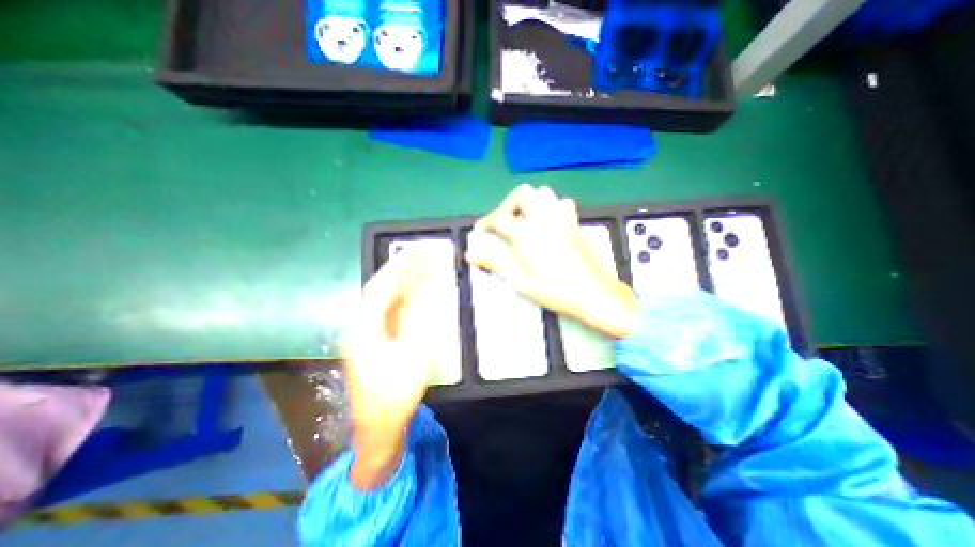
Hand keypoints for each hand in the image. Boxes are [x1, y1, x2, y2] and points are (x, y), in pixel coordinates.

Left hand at [340, 247, 449, 486]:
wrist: (378, 424)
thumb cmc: (395, 394)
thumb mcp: (415, 358)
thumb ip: (423, 322)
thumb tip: (431, 291)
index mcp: (364, 330)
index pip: (380, 288)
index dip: (397, 268)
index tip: (414, 251)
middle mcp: (362, 326)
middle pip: (382, 290)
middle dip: (403, 271)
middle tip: (423, 254)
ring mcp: (367, 333)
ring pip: (386, 300)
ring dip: (405, 282)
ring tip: (423, 266)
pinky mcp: (375, 340)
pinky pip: (391, 311)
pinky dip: (405, 298)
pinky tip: (417, 290)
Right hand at [467, 189, 640, 339]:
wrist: (593, 293)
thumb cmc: (554, 290)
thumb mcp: (520, 280)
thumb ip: (495, 263)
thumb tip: (471, 255)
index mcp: (527, 233)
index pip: (499, 218)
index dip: (485, 222)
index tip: (480, 232)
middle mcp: (544, 218)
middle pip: (522, 193)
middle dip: (509, 205)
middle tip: (505, 223)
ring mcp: (562, 218)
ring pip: (543, 193)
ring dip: (530, 203)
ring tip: (525, 221)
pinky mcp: (575, 223)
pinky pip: (562, 203)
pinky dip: (551, 207)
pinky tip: (548, 223)